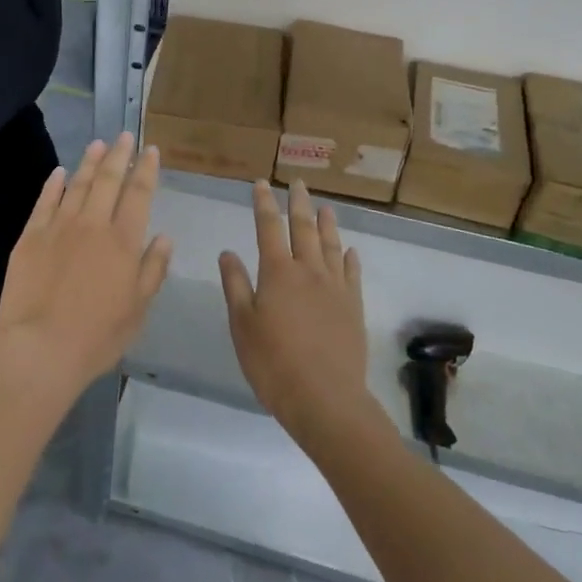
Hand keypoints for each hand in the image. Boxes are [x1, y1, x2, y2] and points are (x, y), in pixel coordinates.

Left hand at [0, 133, 172, 402]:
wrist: (40, 349)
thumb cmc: (97, 335)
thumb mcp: (138, 309)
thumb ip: (153, 269)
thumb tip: (164, 237)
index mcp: (123, 241)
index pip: (139, 194)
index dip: (146, 169)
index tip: (151, 150)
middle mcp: (93, 225)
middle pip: (108, 180)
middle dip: (119, 155)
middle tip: (125, 135)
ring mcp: (59, 227)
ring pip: (78, 184)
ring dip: (89, 162)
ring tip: (98, 144)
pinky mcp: (31, 237)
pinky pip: (45, 201)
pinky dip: (54, 184)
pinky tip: (60, 173)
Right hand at [220, 181, 378, 448]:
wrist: (325, 398)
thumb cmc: (274, 363)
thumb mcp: (243, 325)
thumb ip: (236, 285)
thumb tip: (228, 252)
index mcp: (278, 272)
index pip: (269, 227)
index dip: (264, 204)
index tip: (262, 183)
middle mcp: (309, 270)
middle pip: (304, 228)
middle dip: (298, 203)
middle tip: (298, 182)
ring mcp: (335, 287)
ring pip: (331, 245)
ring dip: (327, 223)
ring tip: (326, 207)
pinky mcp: (353, 307)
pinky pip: (352, 273)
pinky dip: (350, 257)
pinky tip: (350, 250)